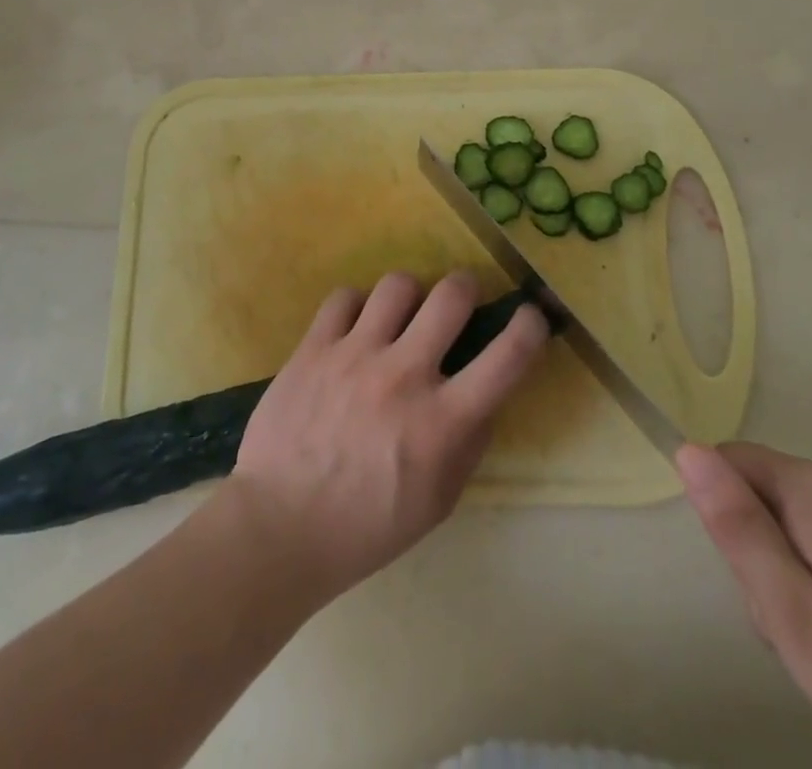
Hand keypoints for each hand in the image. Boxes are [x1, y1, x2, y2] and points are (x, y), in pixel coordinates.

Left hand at [225, 270, 549, 599]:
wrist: (279, 526)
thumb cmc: (367, 526)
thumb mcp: (438, 501)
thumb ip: (468, 445)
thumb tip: (484, 398)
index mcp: (442, 422)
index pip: (505, 359)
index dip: (530, 327)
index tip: (532, 316)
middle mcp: (404, 376)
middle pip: (451, 296)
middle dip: (466, 287)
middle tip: (459, 299)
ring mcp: (355, 355)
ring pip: (398, 284)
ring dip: (410, 295)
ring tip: (401, 314)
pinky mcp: (314, 347)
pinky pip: (344, 297)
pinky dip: (357, 307)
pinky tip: (354, 328)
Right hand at [678, 443, 811, 768]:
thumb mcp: (794, 614)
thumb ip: (737, 529)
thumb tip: (686, 450)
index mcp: (810, 487)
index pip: (726, 463)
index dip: (724, 519)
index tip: (754, 581)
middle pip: (760, 496)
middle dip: (759, 556)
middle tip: (796, 628)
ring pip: (792, 528)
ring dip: (791, 580)